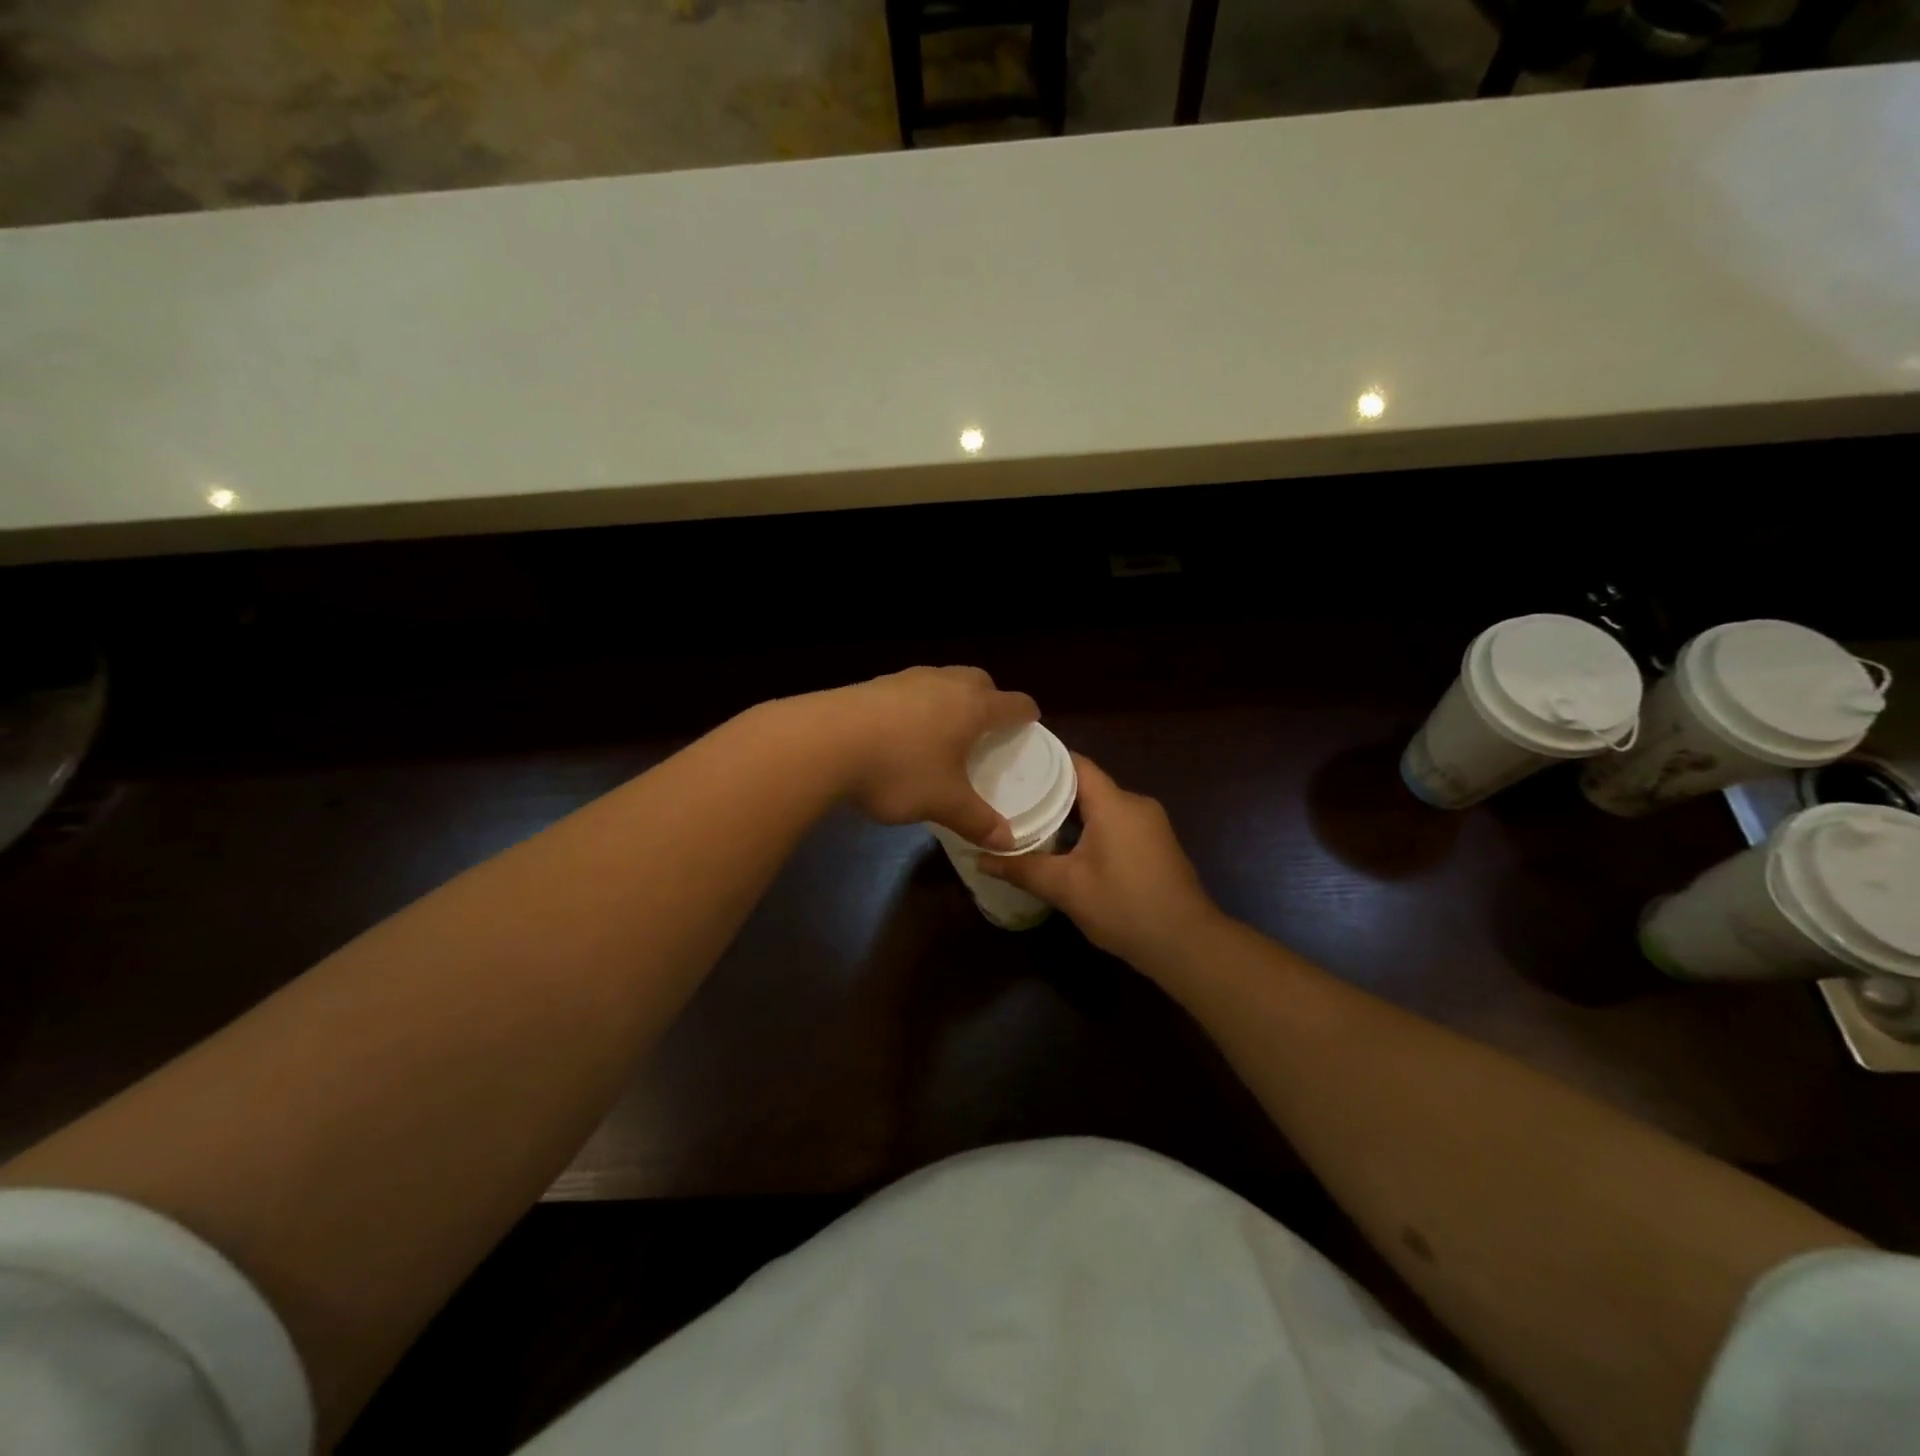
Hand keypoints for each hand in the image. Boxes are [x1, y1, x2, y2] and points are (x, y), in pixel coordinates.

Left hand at [823, 666, 1038, 849]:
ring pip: (942, 680)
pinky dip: (918, 705)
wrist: (825, 741)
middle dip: (990, 698)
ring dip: (951, 698)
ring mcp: (906, 679)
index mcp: (972, 707)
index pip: (1013, 703)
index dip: (1026, 713)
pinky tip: (902, 731)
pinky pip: (910, 690)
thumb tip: (1007, 841)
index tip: (1031, 721)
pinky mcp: (874, 685)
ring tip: (944, 728)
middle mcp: (944, 683)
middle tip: (988, 725)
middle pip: (979, 680)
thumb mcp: (943, 802)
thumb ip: (978, 820)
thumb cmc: (900, 769)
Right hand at [977, 754, 1219, 967]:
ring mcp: (1150, 824)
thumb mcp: (1066, 888)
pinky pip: (1116, 823)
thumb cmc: (1124, 906)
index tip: (1011, 761)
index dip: (1043, 760)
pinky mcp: (1155, 844)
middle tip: (1010, 795)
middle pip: (1087, 784)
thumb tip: (979, 859)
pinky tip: (1065, 845)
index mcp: (1115, 803)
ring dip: (1069, 813)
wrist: (1186, 944)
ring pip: (1102, 806)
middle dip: (1049, 790)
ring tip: (1030, 818)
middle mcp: (1135, 803)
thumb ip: (1022, 869)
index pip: (1075, 763)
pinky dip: (1089, 827)